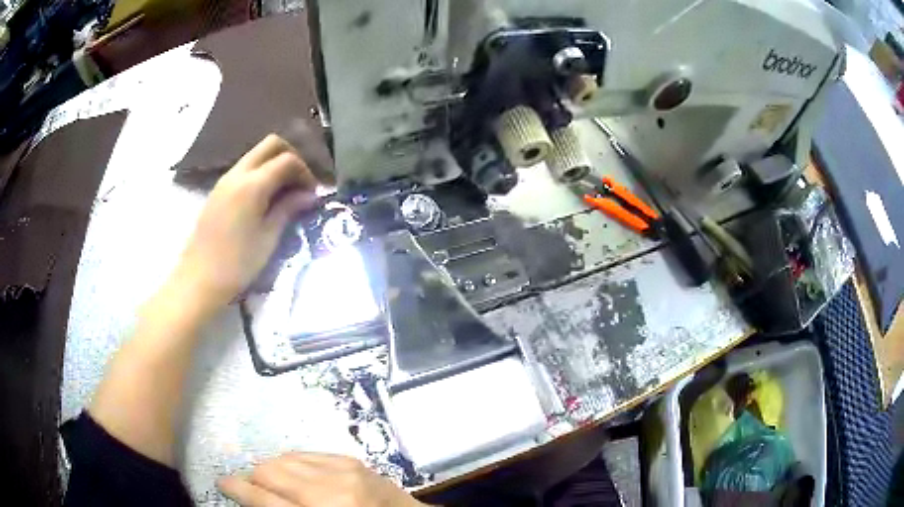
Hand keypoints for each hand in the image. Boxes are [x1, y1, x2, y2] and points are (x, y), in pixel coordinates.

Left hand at [173, 134, 317, 310]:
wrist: (199, 279)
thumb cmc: (237, 264)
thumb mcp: (268, 238)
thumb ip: (288, 209)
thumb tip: (309, 195)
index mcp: (252, 185)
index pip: (287, 160)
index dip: (305, 172)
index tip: (312, 194)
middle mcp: (238, 173)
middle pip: (271, 144)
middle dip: (291, 156)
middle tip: (300, 182)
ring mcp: (225, 180)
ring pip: (256, 154)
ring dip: (274, 165)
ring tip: (285, 193)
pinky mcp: (218, 190)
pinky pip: (245, 168)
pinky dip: (261, 173)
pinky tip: (265, 199)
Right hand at [218, 453, 426, 506]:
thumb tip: (254, 497)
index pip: (264, 499)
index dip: (237, 489)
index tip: (223, 483)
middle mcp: (329, 490)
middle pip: (270, 471)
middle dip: (253, 477)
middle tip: (250, 486)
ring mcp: (342, 471)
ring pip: (284, 458)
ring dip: (271, 468)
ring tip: (270, 480)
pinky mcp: (351, 460)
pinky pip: (307, 454)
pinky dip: (292, 462)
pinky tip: (293, 473)